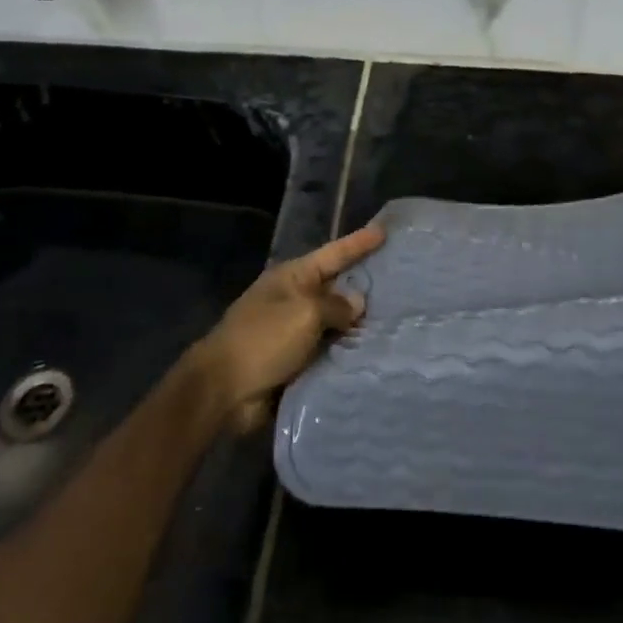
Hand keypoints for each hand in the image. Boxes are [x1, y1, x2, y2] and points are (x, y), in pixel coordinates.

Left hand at [186, 223, 383, 433]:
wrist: (222, 391)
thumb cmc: (263, 340)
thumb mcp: (304, 314)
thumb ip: (335, 306)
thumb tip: (356, 302)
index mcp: (293, 277)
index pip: (333, 254)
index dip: (358, 243)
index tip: (383, 231)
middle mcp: (294, 299)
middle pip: (336, 287)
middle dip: (364, 285)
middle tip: (400, 281)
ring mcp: (292, 331)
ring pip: (334, 322)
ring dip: (358, 325)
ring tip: (396, 320)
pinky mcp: (294, 362)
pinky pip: (327, 351)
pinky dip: (346, 352)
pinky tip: (372, 354)